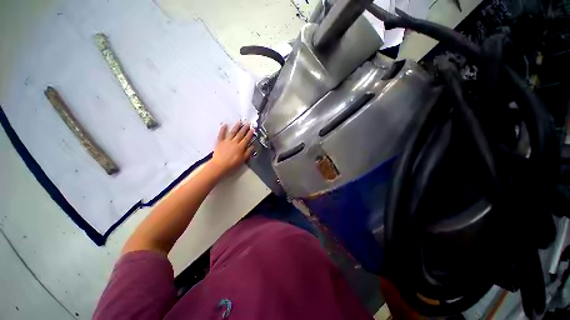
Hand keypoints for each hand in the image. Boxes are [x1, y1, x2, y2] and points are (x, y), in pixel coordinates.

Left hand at [209, 121, 254, 177]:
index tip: (252, 129)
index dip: (250, 133)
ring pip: (232, 132)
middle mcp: (234, 142)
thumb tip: (252, 146)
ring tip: (239, 122)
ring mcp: (227, 141)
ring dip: (236, 127)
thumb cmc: (232, 164)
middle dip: (244, 128)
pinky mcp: (220, 142)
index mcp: (240, 147)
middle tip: (247, 123)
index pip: (247, 139)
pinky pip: (221, 134)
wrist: (219, 166)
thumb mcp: (243, 160)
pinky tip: (224, 124)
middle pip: (240, 134)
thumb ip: (248, 152)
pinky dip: (223, 129)